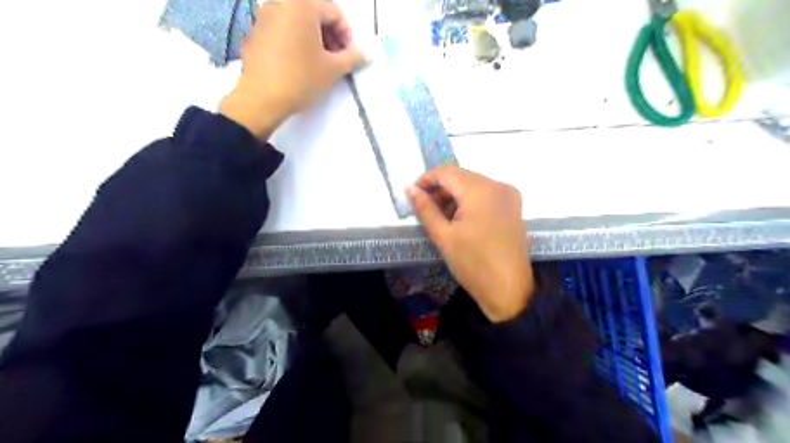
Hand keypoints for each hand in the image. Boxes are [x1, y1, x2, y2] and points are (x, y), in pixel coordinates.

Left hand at [219, 0, 364, 138]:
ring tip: (319, 63)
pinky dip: (296, 41)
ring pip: (298, 21)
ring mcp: (264, 16)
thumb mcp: (333, 70)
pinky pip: (283, 29)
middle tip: (337, 59)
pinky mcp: (255, 32)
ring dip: (314, 38)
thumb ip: (353, 58)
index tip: (349, 56)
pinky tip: (300, 64)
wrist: (261, 99)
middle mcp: (281, 3)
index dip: (347, 35)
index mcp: (302, 5)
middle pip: (315, 13)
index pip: (334, 12)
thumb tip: (366, 54)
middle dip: (330, 35)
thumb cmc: (301, 79)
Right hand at [406, 166, 537, 321]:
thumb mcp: (444, 236)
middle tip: (425, 211)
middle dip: (440, 190)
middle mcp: (498, 185)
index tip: (413, 196)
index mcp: (481, 190)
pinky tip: (460, 221)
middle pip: (461, 176)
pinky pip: (485, 195)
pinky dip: (469, 202)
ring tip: (441, 219)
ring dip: (454, 197)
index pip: (446, 171)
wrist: (509, 291)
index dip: (426, 180)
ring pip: (473, 185)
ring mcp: (509, 196)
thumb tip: (408, 188)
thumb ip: (425, 209)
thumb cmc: (473, 264)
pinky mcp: (513, 207)